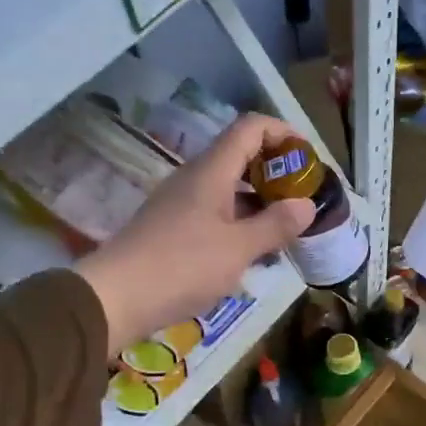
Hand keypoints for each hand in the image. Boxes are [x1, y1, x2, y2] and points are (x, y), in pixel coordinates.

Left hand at [75, 113, 314, 356]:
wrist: (117, 298)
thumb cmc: (182, 267)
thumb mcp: (238, 249)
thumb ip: (275, 225)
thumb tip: (307, 205)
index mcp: (212, 171)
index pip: (251, 128)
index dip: (283, 133)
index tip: (309, 159)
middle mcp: (195, 179)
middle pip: (241, 156)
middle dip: (276, 172)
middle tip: (303, 199)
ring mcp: (182, 204)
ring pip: (229, 188)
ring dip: (260, 201)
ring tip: (286, 229)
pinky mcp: (174, 229)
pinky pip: (216, 213)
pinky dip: (241, 223)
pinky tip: (254, 252)